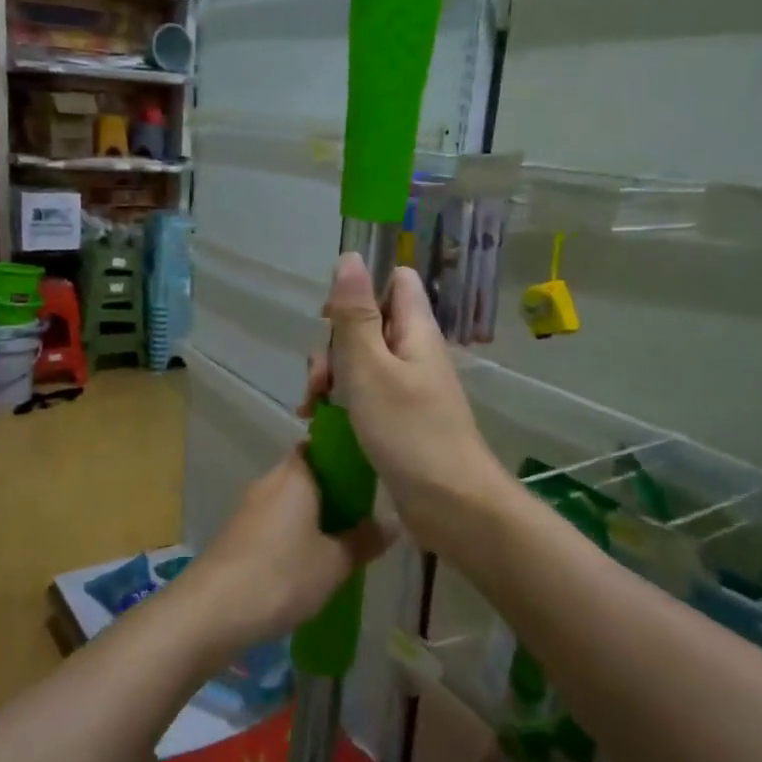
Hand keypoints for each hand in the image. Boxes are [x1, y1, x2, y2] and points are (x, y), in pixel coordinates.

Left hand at [174, 451, 388, 661]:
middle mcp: (267, 483)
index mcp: (294, 475)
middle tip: (362, 516)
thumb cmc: (281, 576)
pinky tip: (307, 562)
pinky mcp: (235, 535)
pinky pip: (272, 523)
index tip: (366, 475)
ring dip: (311, 516)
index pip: (318, 446)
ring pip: (287, 502)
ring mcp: (246, 509)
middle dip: (331, 492)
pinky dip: (290, 534)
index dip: (341, 456)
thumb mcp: (334, 563)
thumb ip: (364, 540)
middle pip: (304, 475)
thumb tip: (393, 522)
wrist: (212, 611)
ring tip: (341, 542)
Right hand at [301, 253, 507, 561]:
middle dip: (334, 346)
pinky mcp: (399, 419)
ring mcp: (408, 388)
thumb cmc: (408, 432)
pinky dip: (340, 403)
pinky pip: (364, 395)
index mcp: (415, 331)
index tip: (329, 319)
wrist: (450, 504)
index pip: (394, 282)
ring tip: (311, 409)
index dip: (360, 290)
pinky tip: (317, 423)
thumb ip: (355, 315)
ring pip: (361, 363)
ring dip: (330, 378)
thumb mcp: (370, 368)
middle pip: (368, 324)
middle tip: (319, 380)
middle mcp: (414, 353)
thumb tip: (350, 257)